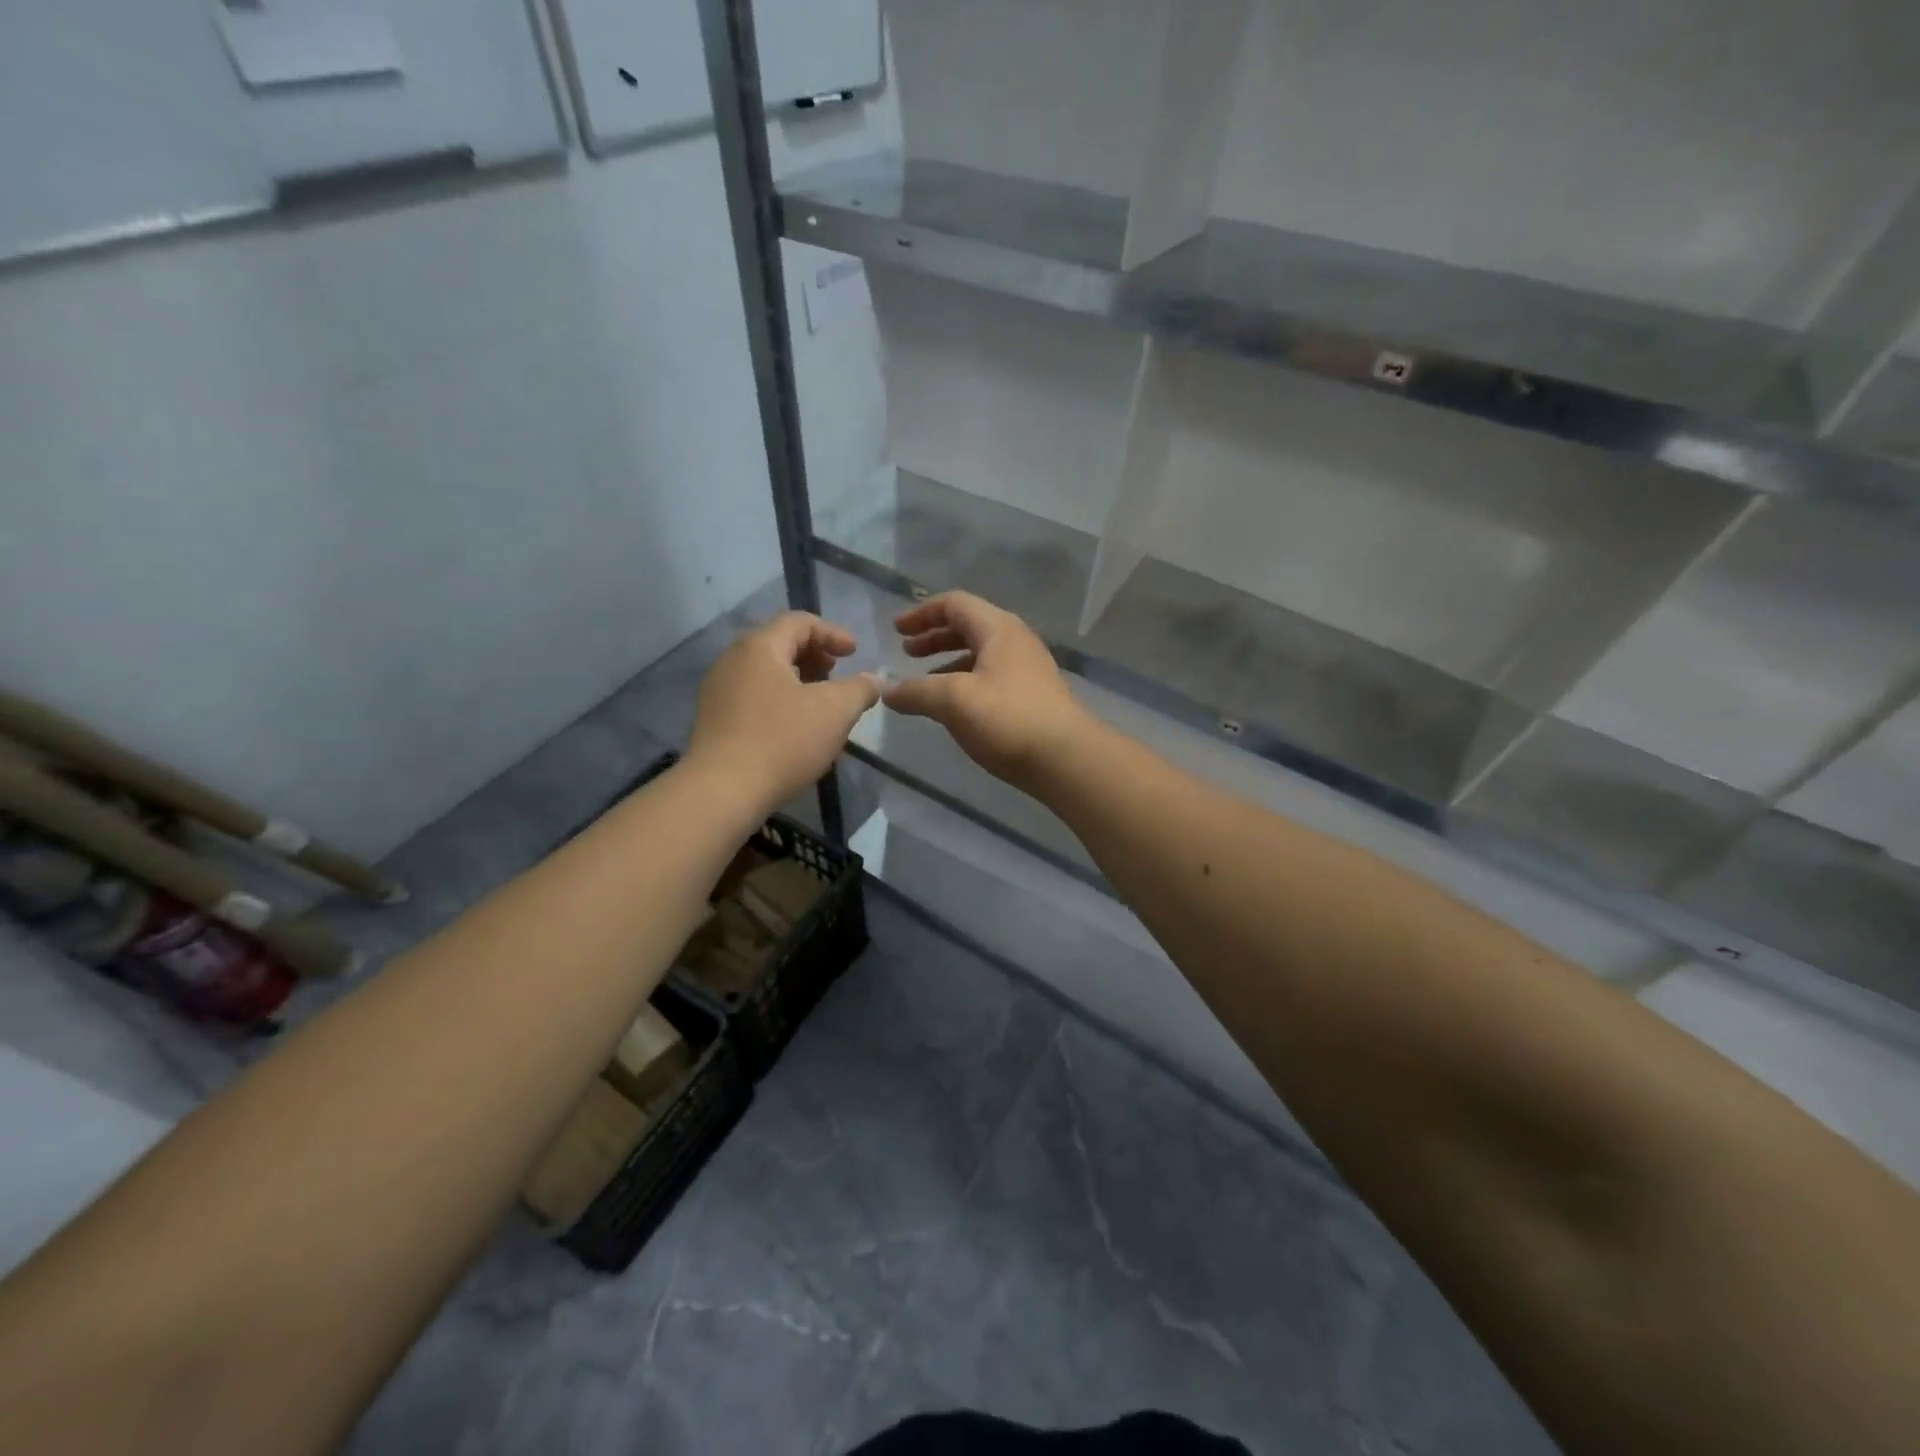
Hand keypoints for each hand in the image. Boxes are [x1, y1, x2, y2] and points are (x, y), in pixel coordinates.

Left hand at [687, 613, 879, 809]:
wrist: (722, 791)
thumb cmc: (783, 741)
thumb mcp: (836, 711)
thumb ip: (860, 688)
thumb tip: (873, 679)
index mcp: (760, 647)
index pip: (799, 622)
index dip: (832, 633)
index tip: (855, 653)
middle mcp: (733, 660)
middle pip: (779, 643)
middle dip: (814, 655)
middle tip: (836, 674)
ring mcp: (718, 690)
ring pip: (765, 671)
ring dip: (797, 679)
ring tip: (820, 702)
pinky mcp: (713, 720)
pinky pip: (752, 695)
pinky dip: (779, 698)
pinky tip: (794, 726)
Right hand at [884, 592, 1094, 789]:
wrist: (1065, 758)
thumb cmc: (1008, 719)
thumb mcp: (954, 701)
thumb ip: (916, 692)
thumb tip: (886, 691)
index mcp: (998, 629)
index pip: (954, 604)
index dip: (922, 613)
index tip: (896, 631)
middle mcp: (1015, 640)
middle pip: (968, 626)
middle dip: (934, 636)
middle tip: (907, 653)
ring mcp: (1027, 668)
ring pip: (980, 653)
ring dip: (948, 661)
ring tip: (924, 682)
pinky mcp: (1032, 695)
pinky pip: (991, 676)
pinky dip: (965, 681)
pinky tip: (954, 707)